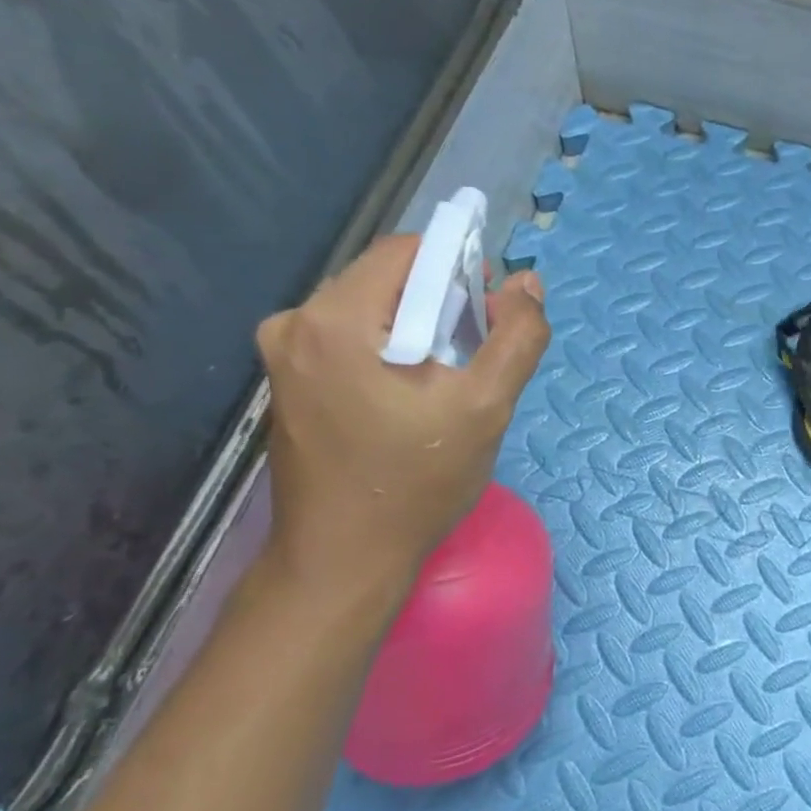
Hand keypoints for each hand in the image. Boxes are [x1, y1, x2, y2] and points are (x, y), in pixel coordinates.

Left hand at [256, 235, 549, 589]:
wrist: (345, 559)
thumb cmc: (417, 483)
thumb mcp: (485, 407)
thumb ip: (516, 338)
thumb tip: (527, 284)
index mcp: (334, 320)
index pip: (408, 251)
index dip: (461, 269)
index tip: (491, 316)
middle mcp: (294, 323)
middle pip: (387, 279)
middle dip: (442, 304)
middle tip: (475, 357)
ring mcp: (283, 353)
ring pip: (372, 309)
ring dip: (419, 329)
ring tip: (449, 382)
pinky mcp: (288, 380)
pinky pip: (352, 338)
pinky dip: (391, 350)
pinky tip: (413, 396)